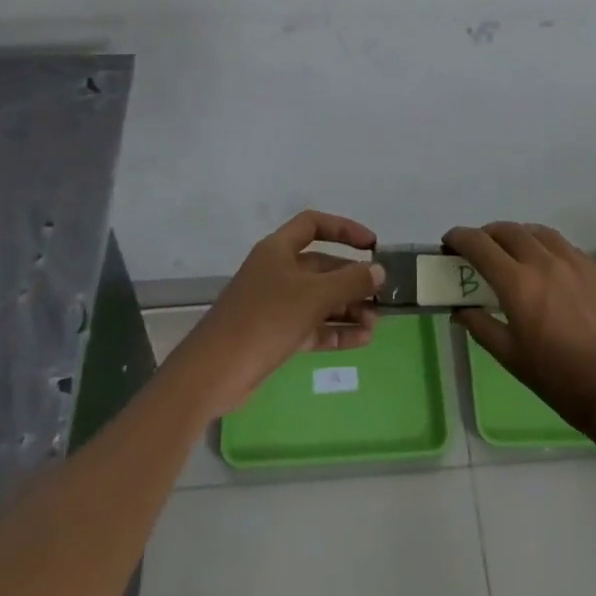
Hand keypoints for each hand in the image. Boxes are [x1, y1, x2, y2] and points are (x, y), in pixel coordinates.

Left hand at [173, 211, 383, 417]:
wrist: (215, 371)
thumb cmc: (265, 319)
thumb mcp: (313, 296)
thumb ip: (349, 282)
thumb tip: (378, 270)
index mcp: (278, 249)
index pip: (314, 224)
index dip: (344, 229)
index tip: (371, 246)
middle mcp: (277, 271)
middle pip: (321, 266)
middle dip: (352, 279)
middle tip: (381, 295)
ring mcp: (275, 304)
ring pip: (319, 299)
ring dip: (348, 308)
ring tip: (376, 323)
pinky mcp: (276, 334)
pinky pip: (313, 326)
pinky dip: (335, 330)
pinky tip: (362, 340)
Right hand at [444, 223, 595, 437]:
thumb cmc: (560, 379)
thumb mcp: (511, 358)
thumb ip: (481, 326)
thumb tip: (460, 310)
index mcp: (517, 283)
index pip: (479, 244)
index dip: (459, 238)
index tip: (449, 243)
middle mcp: (543, 261)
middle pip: (507, 230)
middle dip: (487, 234)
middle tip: (479, 250)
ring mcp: (574, 261)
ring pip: (538, 232)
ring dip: (518, 236)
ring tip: (513, 252)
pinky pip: (564, 246)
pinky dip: (546, 248)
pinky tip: (548, 268)